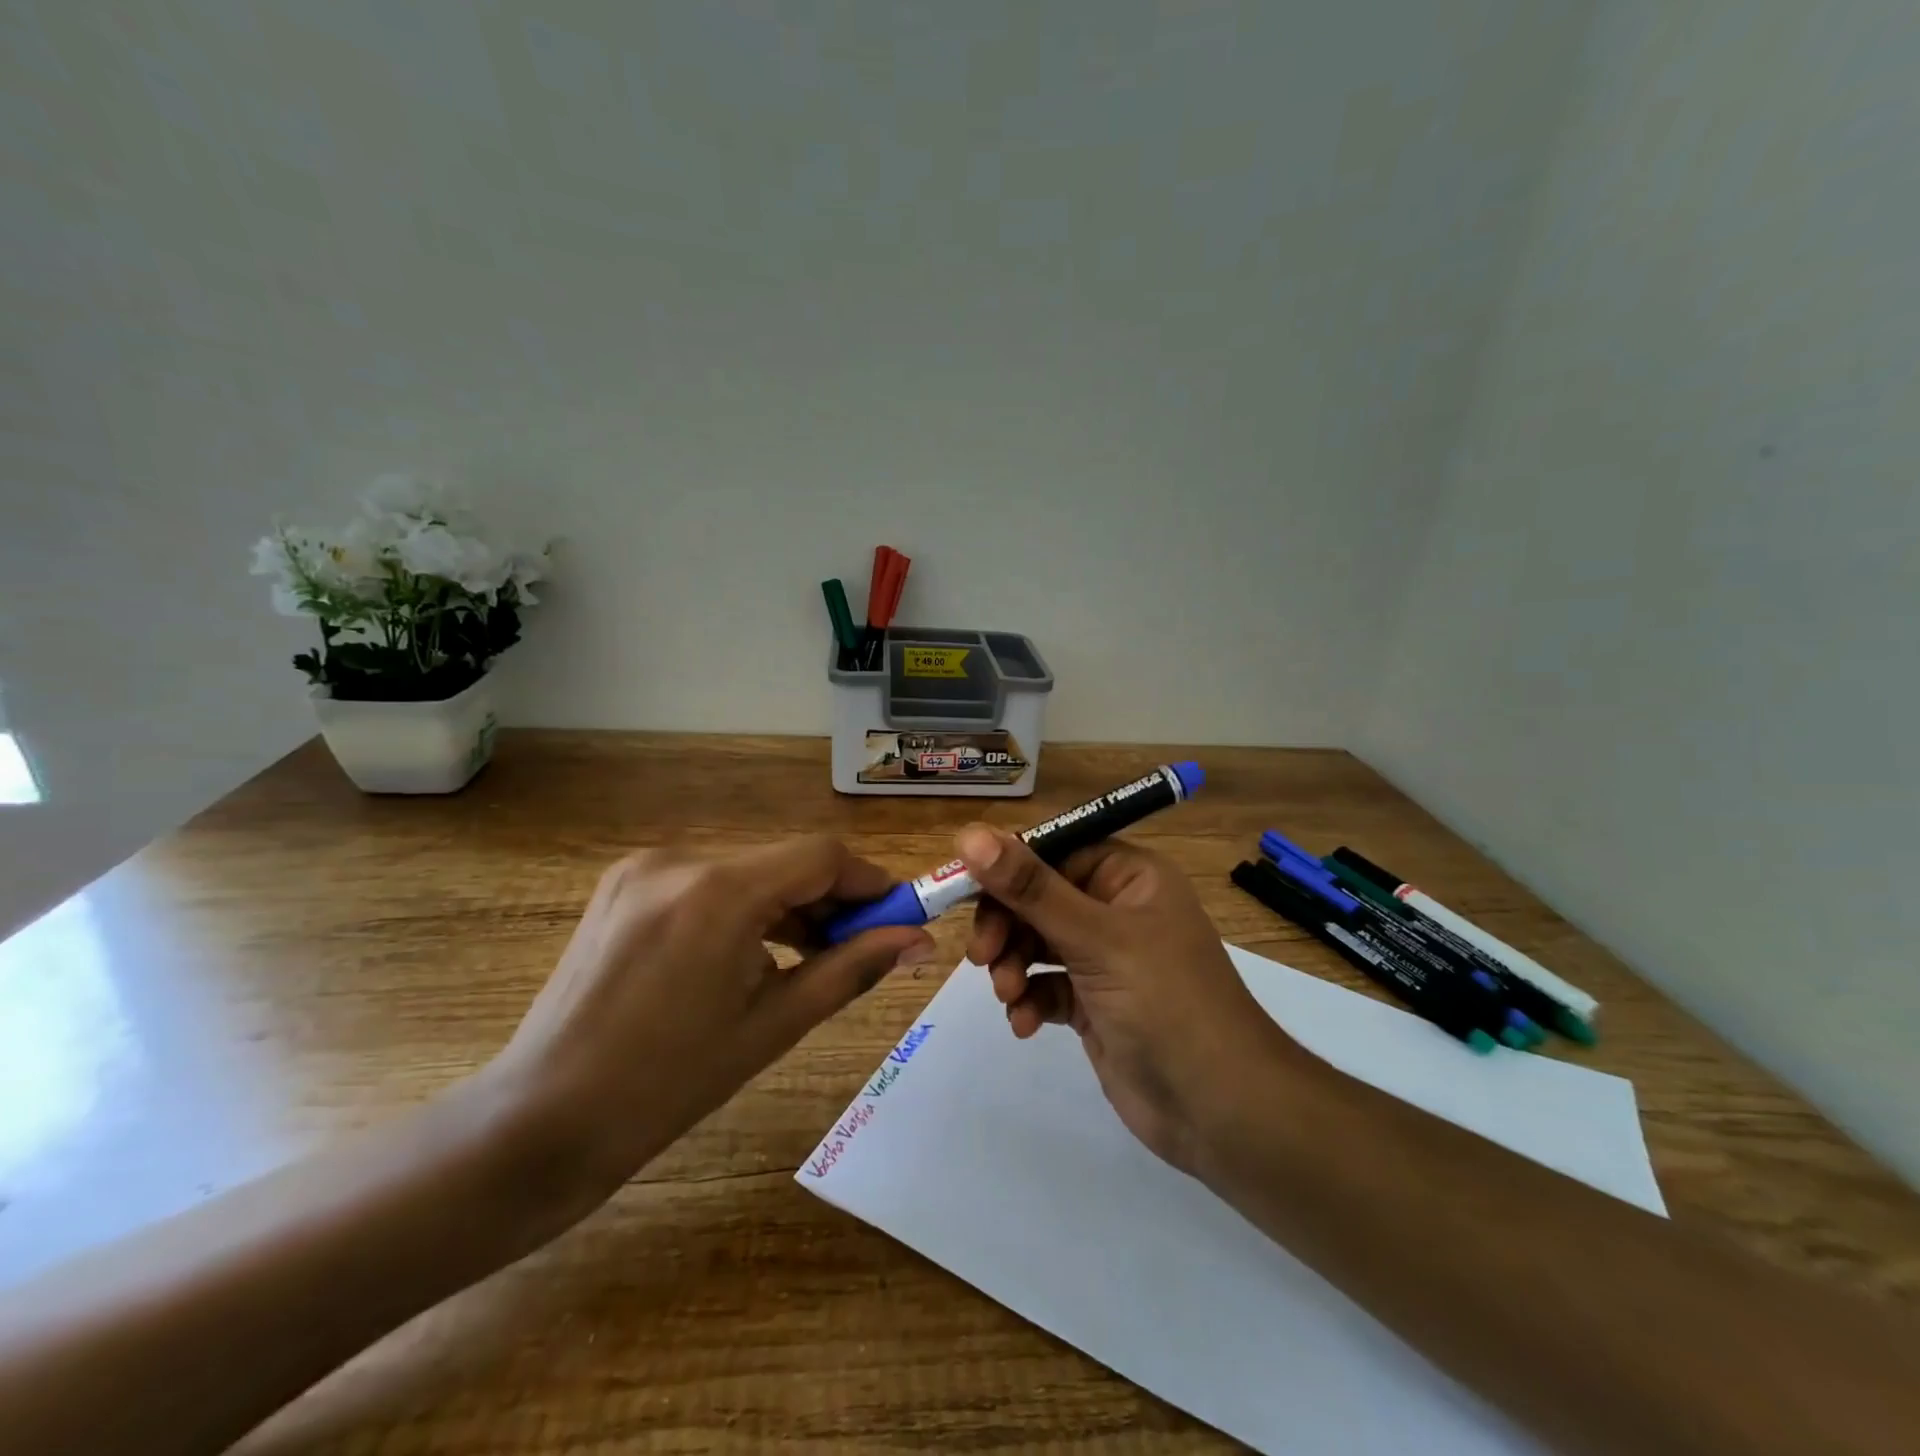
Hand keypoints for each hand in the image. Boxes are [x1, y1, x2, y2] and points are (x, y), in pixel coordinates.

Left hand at [486, 837, 936, 1207]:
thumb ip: (852, 969)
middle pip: (784, 861)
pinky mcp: (623, 884)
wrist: (540, 1122)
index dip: (871, 881)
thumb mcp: (772, 1025)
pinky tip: (754, 954)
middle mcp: (681, 859)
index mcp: (719, 891)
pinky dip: (744, 908)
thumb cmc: (666, 1085)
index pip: (821, 855)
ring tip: (812, 958)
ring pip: (747, 871)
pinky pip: (707, 883)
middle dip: (831, 900)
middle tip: (862, 948)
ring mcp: (644, 868)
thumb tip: (918, 940)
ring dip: (789, 906)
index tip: (900, 917)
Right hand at [959, 824, 1297, 1172]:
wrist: (1219, 1110)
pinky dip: (1029, 1000)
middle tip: (983, 956)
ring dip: (1013, 965)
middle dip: (1006, 926)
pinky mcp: (1094, 1003)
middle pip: (1038, 898)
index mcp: (1128, 876)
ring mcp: (1105, 958)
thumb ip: (1030, 888)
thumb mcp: (1095, 938)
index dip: (1006, 867)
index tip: (964, 890)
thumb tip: (969, 834)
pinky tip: (1025, 1023)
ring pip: (1036, 943)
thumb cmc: (1165, 1002)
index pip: (1053, 851)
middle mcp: (1116, 909)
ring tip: (1009, 995)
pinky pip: (1045, 985)